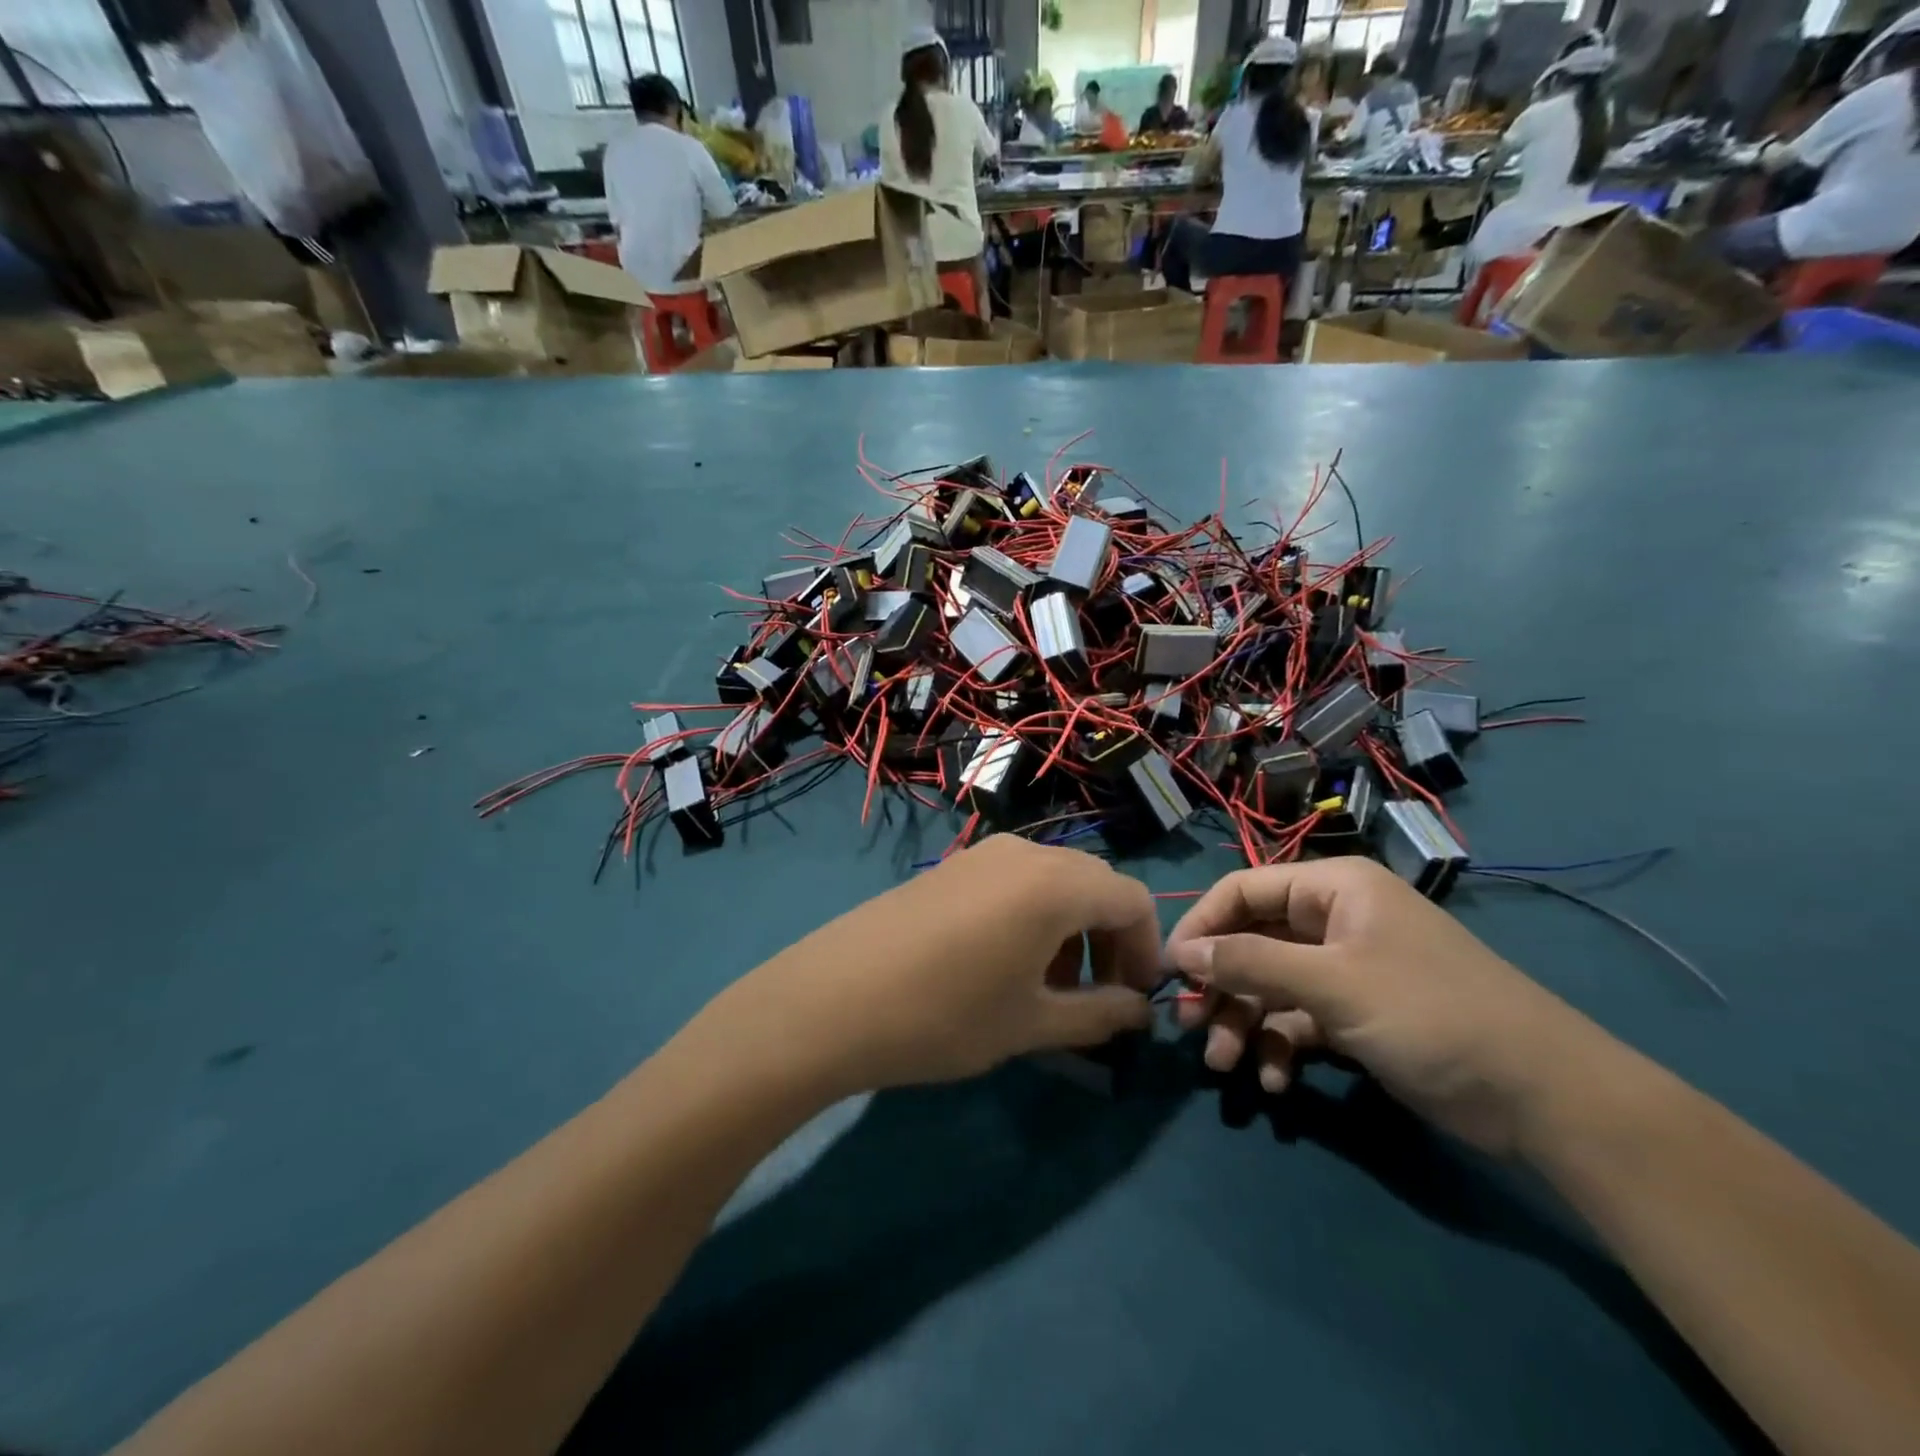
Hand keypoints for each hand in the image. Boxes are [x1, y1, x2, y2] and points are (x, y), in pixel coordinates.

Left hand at [731, 836, 1160, 1095]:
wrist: (833, 998)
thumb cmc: (945, 1014)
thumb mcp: (1031, 1023)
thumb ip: (1099, 1015)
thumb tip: (1140, 1011)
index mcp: (1056, 882)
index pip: (1133, 900)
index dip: (1147, 949)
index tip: (1134, 999)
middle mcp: (1025, 853)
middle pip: (1094, 884)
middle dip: (1109, 939)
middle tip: (1097, 996)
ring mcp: (982, 854)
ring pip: (1053, 882)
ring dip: (1070, 929)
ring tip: (1049, 987)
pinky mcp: (951, 867)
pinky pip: (1014, 881)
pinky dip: (1033, 916)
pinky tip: (1004, 964)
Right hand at [1165, 857, 1608, 1155]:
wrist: (1542, 1096)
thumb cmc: (1429, 1013)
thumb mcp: (1331, 983)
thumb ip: (1249, 963)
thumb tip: (1181, 952)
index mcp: (1331, 889)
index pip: (1242, 890)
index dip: (1201, 925)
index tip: (1169, 970)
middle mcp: (1333, 920)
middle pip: (1252, 941)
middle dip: (1220, 986)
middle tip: (1189, 1026)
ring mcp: (1345, 969)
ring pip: (1270, 985)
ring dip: (1243, 1023)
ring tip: (1225, 1066)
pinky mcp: (1356, 1014)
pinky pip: (1298, 1020)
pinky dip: (1280, 1047)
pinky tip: (1276, 1084)